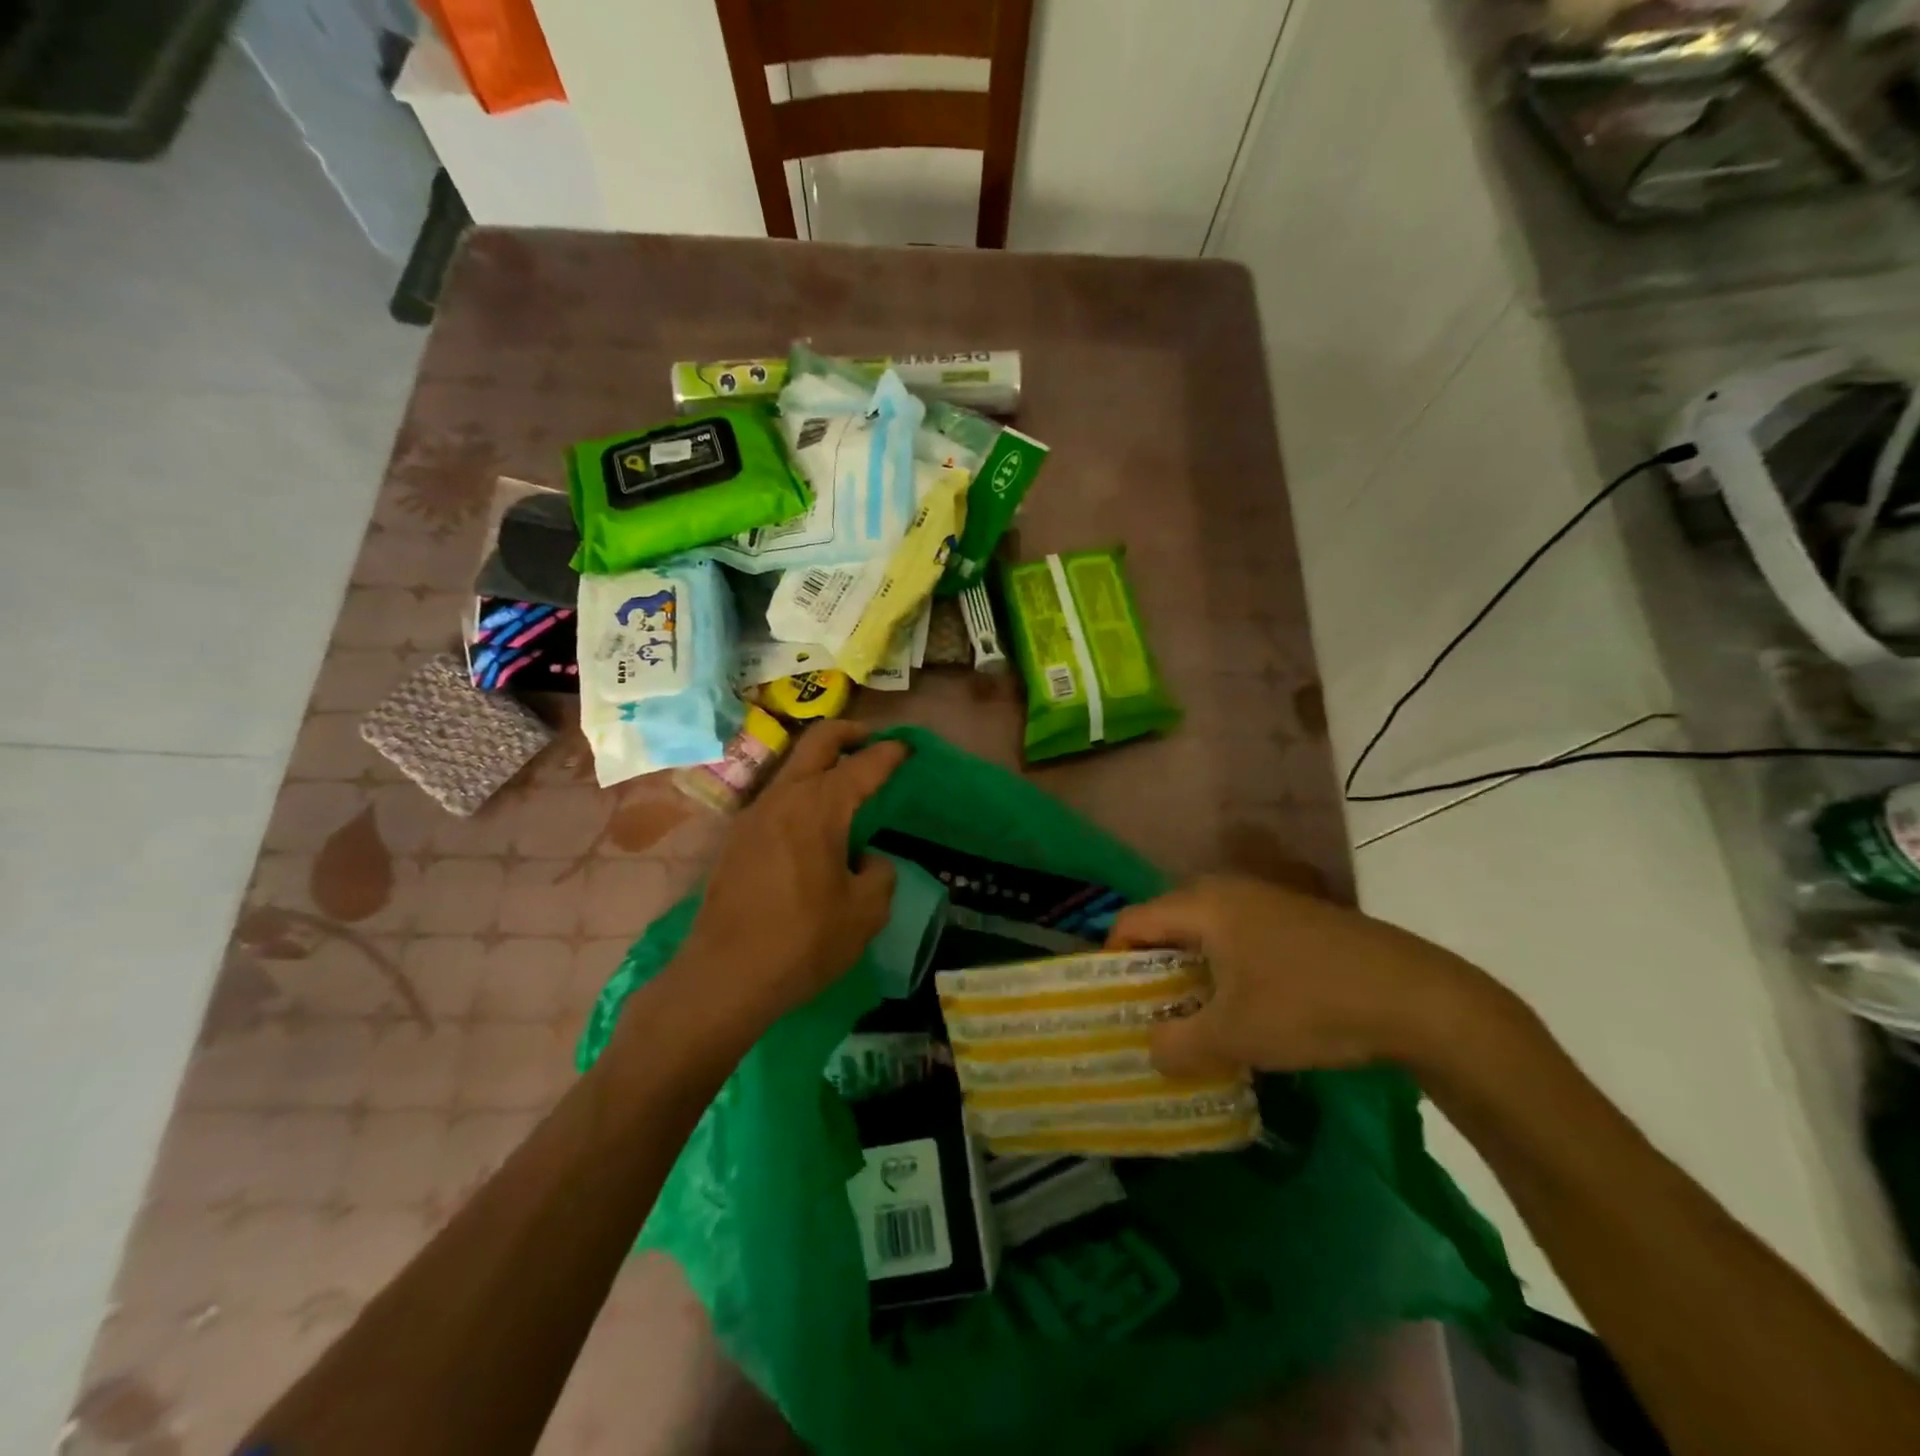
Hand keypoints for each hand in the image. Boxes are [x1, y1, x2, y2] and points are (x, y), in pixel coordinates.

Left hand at [676, 721, 905, 1034]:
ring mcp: (753, 815)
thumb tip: (866, 860)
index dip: (891, 753)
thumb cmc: (803, 941)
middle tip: (873, 741)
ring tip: (847, 785)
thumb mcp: (865, 912)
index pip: (863, 764)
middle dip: (849, 732)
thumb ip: (879, 874)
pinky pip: (777, 798)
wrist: (724, 976)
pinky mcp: (736, 840)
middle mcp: (783, 798)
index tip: (909, 747)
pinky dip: (802, 793)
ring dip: (821, 764)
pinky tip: (814, 826)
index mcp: (819, 807)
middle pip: (817, 741)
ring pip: (792, 768)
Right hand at [1107, 874, 1491, 1076]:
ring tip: (1194, 1021)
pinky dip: (1226, 971)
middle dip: (1152, 972)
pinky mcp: (1297, 920)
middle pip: (1167, 926)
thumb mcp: (1235, 1036)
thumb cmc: (1311, 1006)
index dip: (1112, 962)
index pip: (1132, 922)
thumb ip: (1178, 1045)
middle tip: (1150, 1018)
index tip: (1113, 1006)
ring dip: (1191, 975)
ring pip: (1205, 934)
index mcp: (1203, 905)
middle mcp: (1228, 890)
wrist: (1419, 998)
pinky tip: (1245, 1010)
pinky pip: (1239, 939)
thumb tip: (1151, 1049)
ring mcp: (1267, 901)